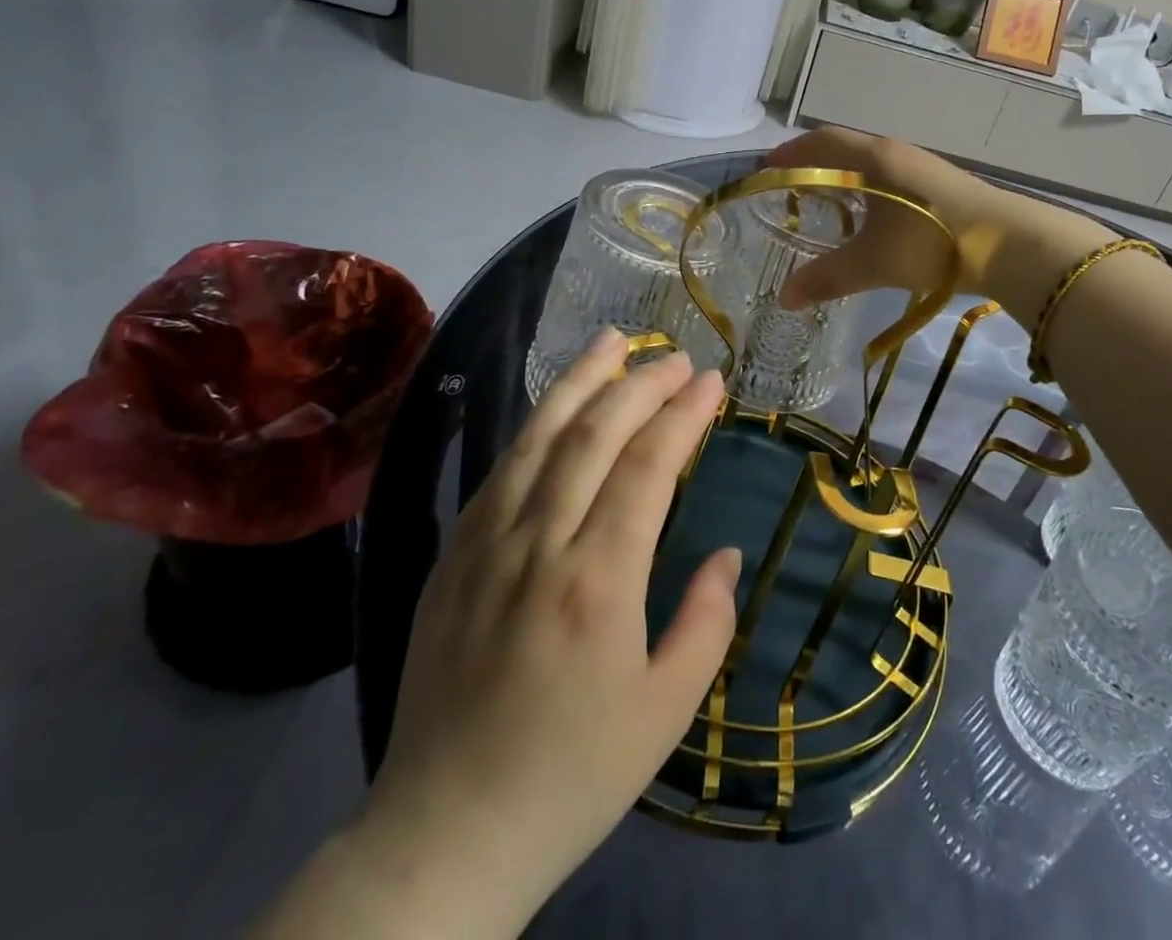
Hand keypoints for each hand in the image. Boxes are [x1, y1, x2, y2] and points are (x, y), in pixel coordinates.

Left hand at [348, 333, 736, 933]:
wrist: (446, 832)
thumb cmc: (571, 776)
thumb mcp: (666, 715)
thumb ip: (706, 623)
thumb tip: (725, 553)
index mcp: (597, 584)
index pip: (647, 467)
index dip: (682, 414)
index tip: (711, 380)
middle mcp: (538, 547)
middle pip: (592, 435)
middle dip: (639, 383)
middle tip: (675, 356)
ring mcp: (485, 545)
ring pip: (537, 438)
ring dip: (579, 381)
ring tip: (612, 340)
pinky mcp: (452, 556)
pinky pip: (499, 470)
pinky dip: (535, 426)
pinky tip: (557, 408)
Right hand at [768, 128, 1106, 310]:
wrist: (1010, 244)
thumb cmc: (931, 242)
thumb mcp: (873, 263)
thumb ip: (826, 278)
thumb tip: (785, 299)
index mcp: (874, 159)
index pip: (822, 141)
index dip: (791, 152)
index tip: (768, 167)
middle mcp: (897, 153)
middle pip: (846, 148)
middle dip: (814, 163)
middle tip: (790, 185)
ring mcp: (923, 168)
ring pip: (871, 164)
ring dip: (845, 177)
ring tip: (826, 202)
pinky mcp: (942, 186)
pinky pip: (891, 178)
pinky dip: (869, 190)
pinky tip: (872, 216)